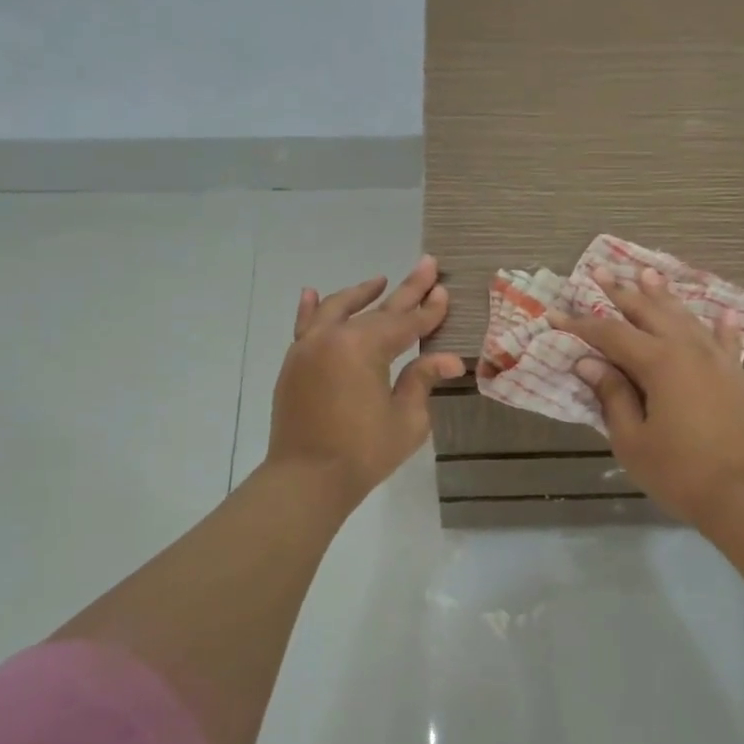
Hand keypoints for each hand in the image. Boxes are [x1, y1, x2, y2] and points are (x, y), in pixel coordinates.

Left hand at [268, 256, 465, 503]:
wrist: (306, 479)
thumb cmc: (363, 453)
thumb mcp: (406, 419)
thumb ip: (422, 380)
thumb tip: (448, 358)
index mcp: (365, 348)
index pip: (406, 322)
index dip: (429, 310)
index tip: (444, 290)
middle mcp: (334, 337)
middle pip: (377, 310)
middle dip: (405, 290)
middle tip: (426, 264)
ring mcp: (309, 347)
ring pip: (338, 309)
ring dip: (361, 294)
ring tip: (379, 281)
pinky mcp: (294, 363)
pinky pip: (303, 326)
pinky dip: (311, 309)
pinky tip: (312, 293)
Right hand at [550, 267, 743, 526]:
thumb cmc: (678, 472)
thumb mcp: (632, 439)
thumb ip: (612, 396)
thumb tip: (590, 363)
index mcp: (659, 363)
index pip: (611, 334)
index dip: (581, 324)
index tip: (556, 314)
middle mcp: (689, 350)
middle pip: (649, 312)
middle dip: (621, 292)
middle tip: (599, 271)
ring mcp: (718, 360)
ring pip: (686, 318)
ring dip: (664, 296)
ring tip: (647, 273)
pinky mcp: (737, 377)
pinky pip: (726, 341)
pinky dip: (720, 325)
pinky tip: (720, 312)